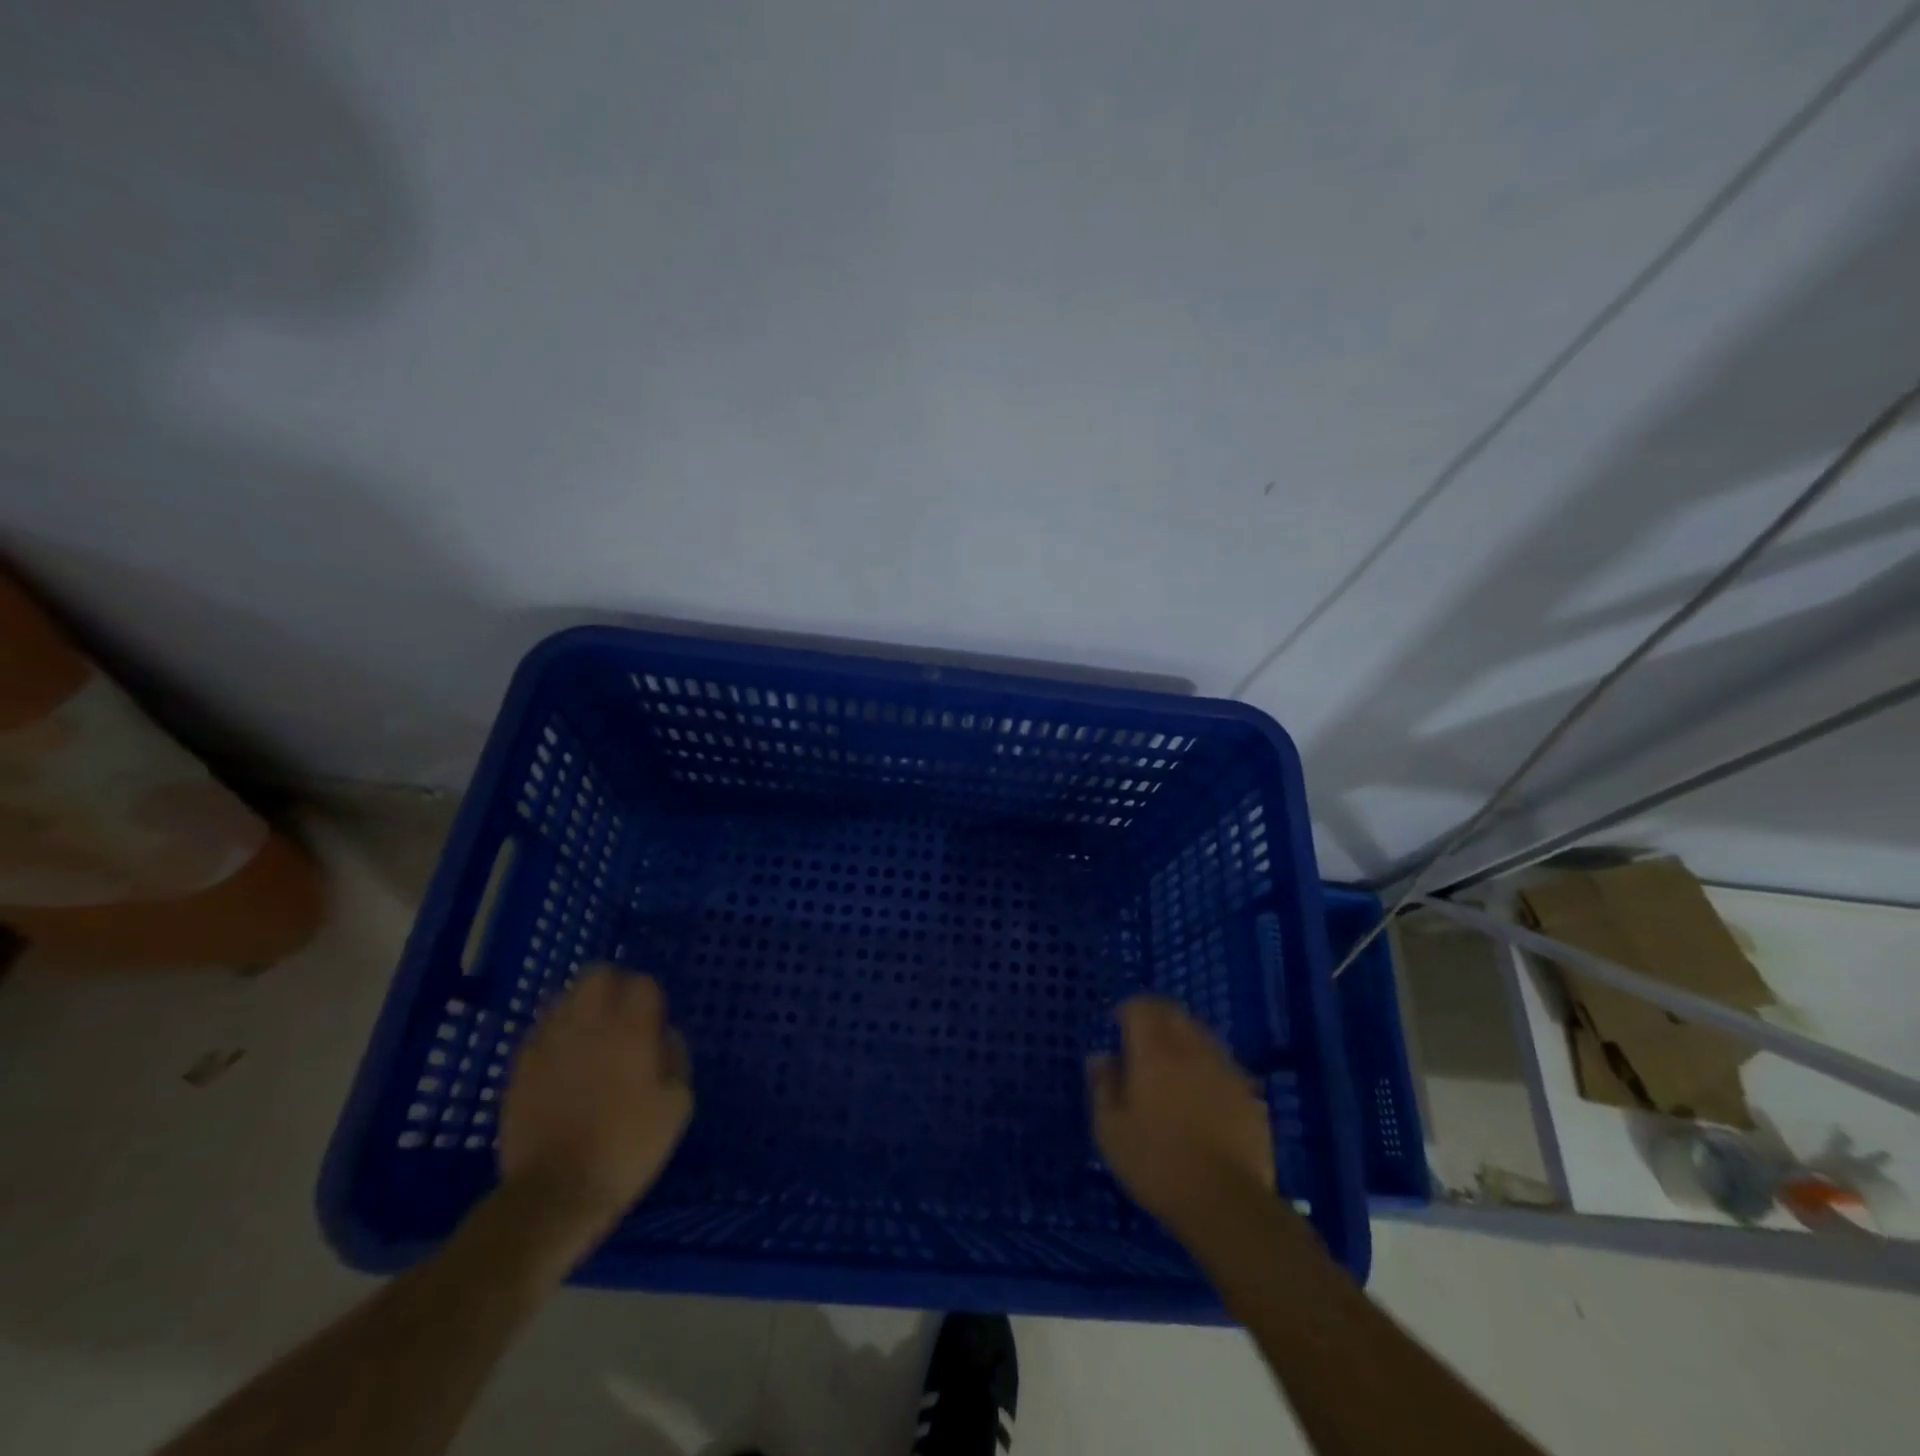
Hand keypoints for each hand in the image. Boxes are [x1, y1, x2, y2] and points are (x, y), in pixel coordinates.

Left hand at [500, 967, 692, 1238]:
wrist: (555, 1194)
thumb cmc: (627, 1148)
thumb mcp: (676, 1106)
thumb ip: (676, 1058)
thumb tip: (664, 1036)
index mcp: (630, 1030)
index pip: (641, 983)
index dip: (651, 997)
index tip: (654, 1021)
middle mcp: (587, 1025)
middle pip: (596, 975)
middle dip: (612, 986)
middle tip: (621, 1016)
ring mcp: (548, 1044)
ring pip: (563, 998)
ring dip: (580, 1009)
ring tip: (590, 1038)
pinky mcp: (519, 1069)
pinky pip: (539, 1033)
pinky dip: (554, 1037)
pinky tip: (563, 1064)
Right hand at [1088, 996, 1275, 1239]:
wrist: (1226, 1203)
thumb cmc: (1157, 1164)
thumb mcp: (1110, 1130)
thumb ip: (1103, 1086)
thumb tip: (1101, 1057)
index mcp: (1154, 1052)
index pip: (1141, 1007)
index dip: (1128, 1009)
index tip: (1117, 1023)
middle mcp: (1191, 1050)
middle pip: (1174, 1014)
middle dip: (1156, 1016)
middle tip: (1142, 1035)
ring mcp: (1225, 1070)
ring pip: (1202, 1036)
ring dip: (1184, 1038)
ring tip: (1172, 1063)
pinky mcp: (1250, 1095)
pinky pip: (1223, 1065)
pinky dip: (1208, 1067)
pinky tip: (1203, 1093)